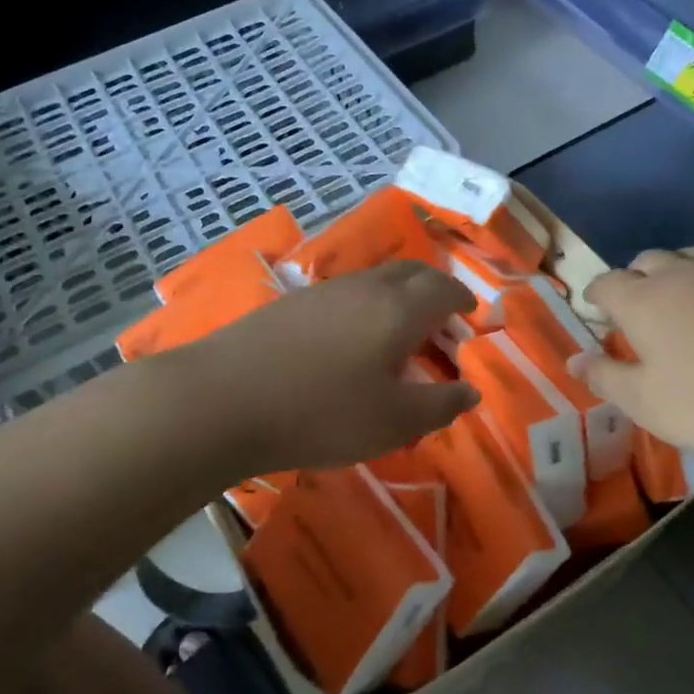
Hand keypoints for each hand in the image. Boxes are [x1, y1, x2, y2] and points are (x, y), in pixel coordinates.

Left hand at [182, 261, 479, 475]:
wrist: (222, 400)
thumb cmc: (321, 413)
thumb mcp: (393, 422)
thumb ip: (440, 405)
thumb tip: (471, 392)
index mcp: (399, 309)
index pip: (444, 289)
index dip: (463, 300)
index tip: (471, 316)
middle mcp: (365, 287)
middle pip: (410, 271)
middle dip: (433, 289)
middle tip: (441, 319)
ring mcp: (324, 291)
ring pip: (375, 280)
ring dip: (398, 296)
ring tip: (399, 331)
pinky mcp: (291, 303)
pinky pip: (345, 293)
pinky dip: (365, 305)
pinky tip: (350, 338)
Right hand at [577, 247, 693, 470]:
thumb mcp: (645, 403)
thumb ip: (605, 377)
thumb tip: (575, 359)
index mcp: (644, 299)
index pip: (606, 283)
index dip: (596, 296)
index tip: (595, 311)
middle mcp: (684, 273)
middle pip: (648, 260)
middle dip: (636, 279)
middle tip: (638, 310)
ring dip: (680, 274)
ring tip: (685, 304)